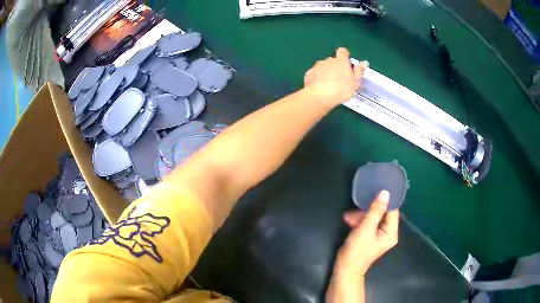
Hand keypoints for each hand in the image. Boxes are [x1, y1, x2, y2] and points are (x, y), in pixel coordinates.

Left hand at [304, 47, 367, 105]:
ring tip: (329, 85)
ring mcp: (317, 66)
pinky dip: (317, 78)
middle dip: (335, 67)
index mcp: (341, 61)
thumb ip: (359, 71)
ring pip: (323, 66)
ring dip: (326, 72)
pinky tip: (320, 87)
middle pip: (332, 60)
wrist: (321, 96)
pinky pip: (315, 73)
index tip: (346, 63)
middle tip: (339, 79)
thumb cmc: (341, 89)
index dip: (345, 56)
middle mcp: (328, 60)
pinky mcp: (309, 73)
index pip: (343, 52)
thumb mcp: (355, 82)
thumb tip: (364, 63)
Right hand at [334, 190, 399, 276]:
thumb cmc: (357, 250)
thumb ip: (375, 210)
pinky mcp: (371, 236)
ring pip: (374, 217)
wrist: (345, 269)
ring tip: (349, 216)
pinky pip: (368, 223)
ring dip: (362, 215)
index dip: (386, 200)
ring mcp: (379, 235)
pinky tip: (349, 220)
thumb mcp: (365, 228)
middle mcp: (388, 233)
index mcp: (391, 232)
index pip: (393, 211)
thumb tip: (385, 192)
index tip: (377, 188)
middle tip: (357, 207)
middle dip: (369, 210)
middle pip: (383, 214)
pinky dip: (360, 221)